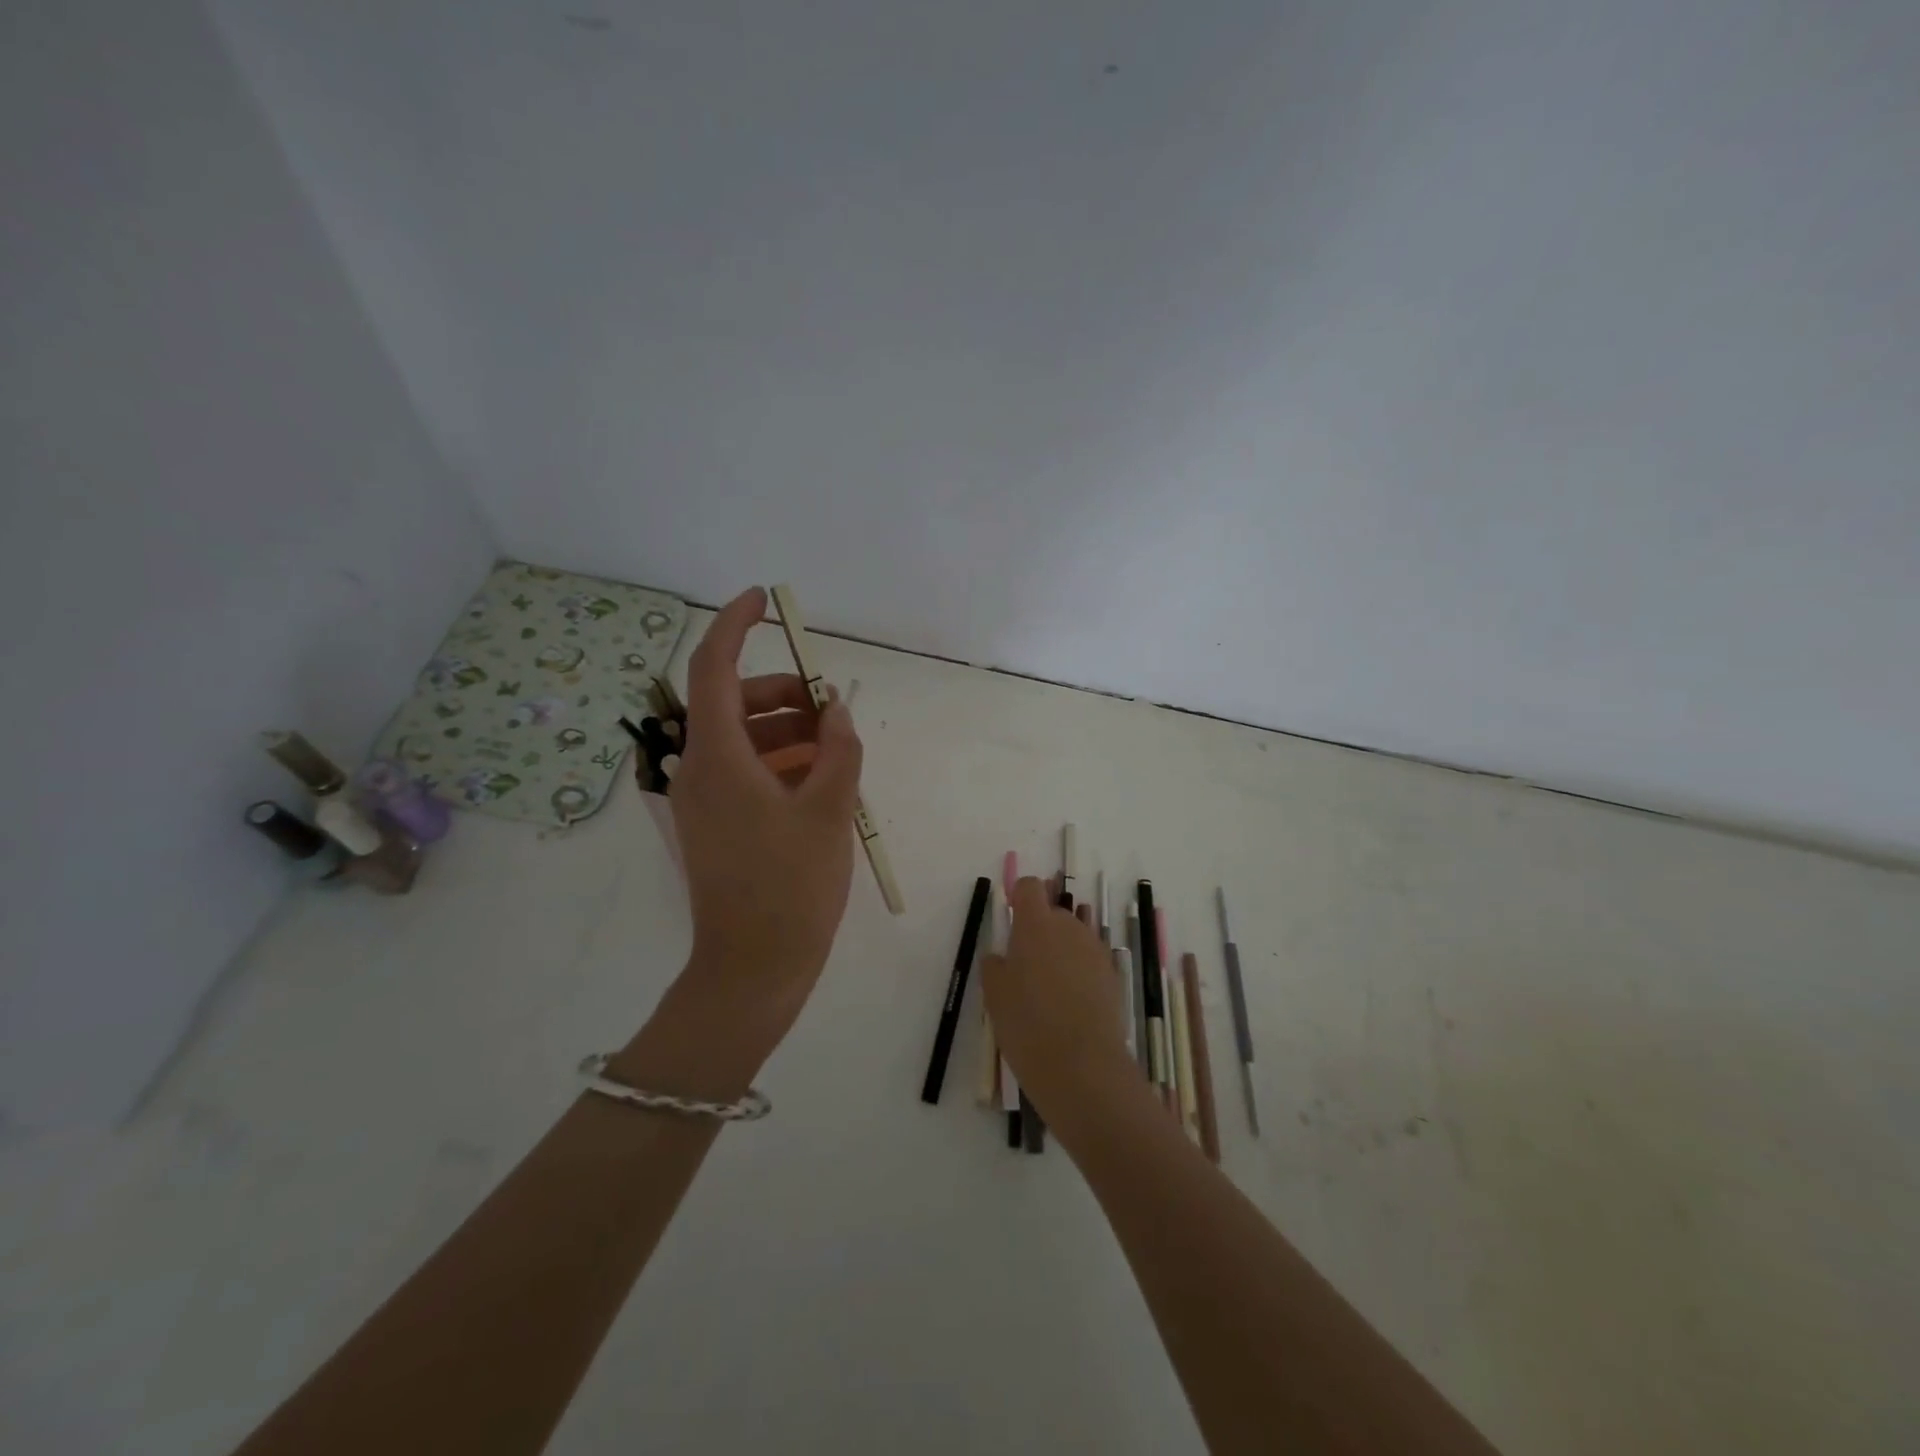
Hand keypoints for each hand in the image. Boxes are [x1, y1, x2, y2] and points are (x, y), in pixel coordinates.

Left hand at [666, 587, 864, 1050]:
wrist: (753, 967)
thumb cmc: (792, 885)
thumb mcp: (829, 810)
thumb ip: (838, 749)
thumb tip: (836, 712)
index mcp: (716, 756)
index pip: (713, 667)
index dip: (734, 624)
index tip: (763, 600)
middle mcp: (697, 769)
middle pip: (732, 703)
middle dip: (783, 694)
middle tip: (831, 709)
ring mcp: (700, 799)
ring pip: (741, 739)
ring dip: (786, 731)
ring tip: (835, 750)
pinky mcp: (712, 824)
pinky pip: (743, 772)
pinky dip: (778, 762)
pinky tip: (818, 781)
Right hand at [982, 877, 1135, 1116]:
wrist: (1082, 1065)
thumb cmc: (1027, 1023)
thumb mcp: (994, 994)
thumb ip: (995, 965)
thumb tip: (1002, 956)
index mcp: (1036, 924)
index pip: (1029, 887)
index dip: (1019, 897)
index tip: (1010, 920)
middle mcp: (1069, 927)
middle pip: (1053, 914)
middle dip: (1039, 931)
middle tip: (1024, 967)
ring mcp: (1095, 950)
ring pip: (1072, 938)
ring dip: (1059, 952)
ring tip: (1048, 991)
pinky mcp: (1112, 975)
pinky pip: (1088, 962)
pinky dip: (1077, 973)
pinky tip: (1069, 1006)